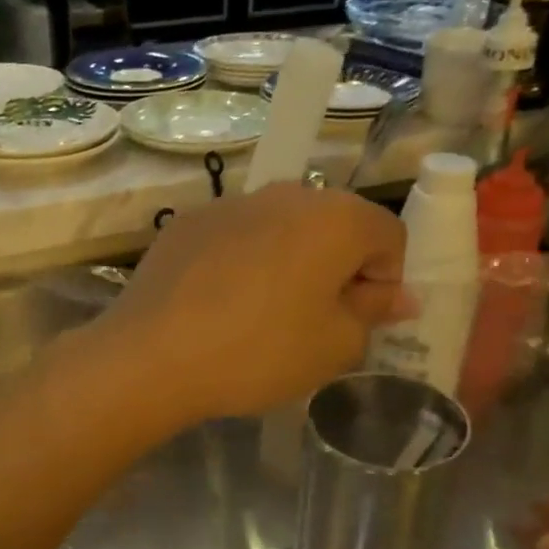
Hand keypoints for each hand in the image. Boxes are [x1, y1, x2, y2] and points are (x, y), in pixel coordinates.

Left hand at [98, 184, 406, 424]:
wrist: (151, 355)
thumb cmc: (259, 351)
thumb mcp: (334, 346)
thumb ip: (373, 313)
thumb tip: (397, 295)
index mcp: (336, 217)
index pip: (390, 235)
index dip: (386, 281)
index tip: (359, 320)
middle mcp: (286, 193)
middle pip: (334, 225)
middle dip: (338, 268)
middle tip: (316, 321)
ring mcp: (231, 202)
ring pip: (282, 229)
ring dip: (289, 263)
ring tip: (263, 315)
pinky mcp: (188, 222)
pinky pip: (237, 237)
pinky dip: (243, 263)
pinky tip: (219, 305)